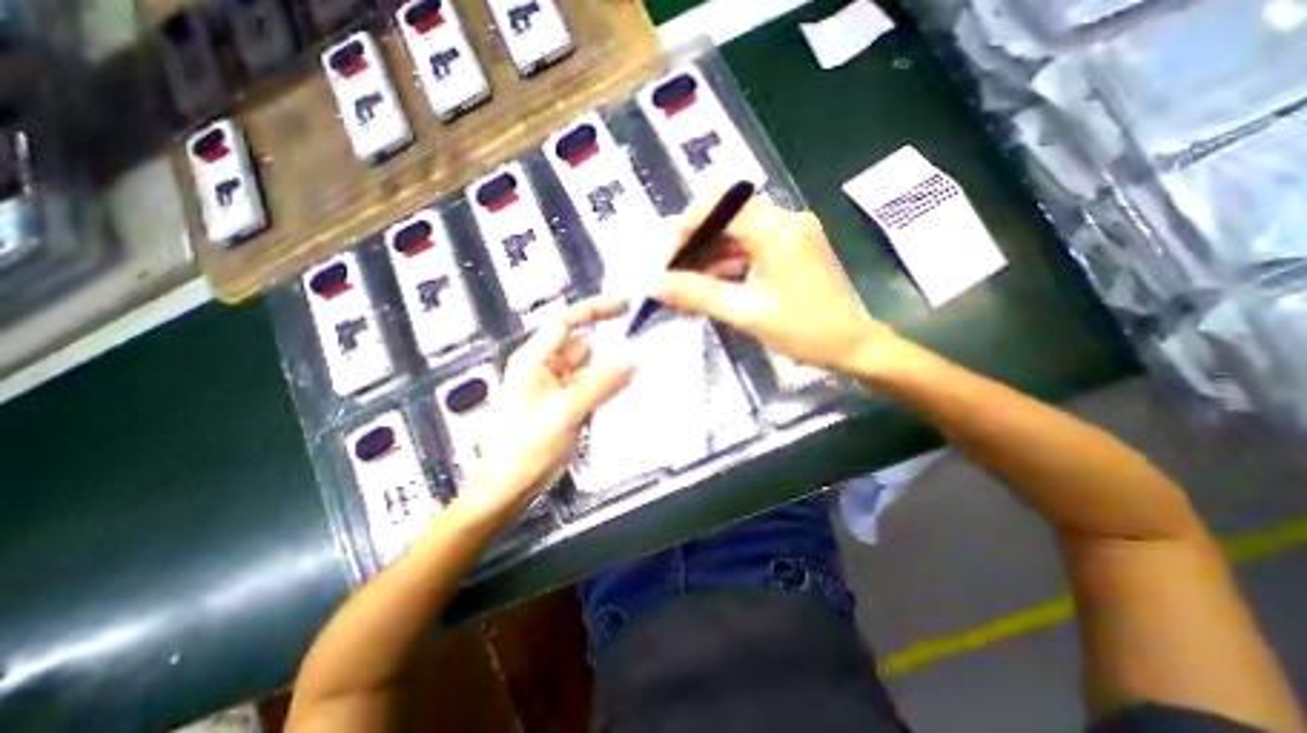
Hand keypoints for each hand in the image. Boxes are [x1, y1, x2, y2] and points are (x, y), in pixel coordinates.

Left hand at [470, 297, 638, 515]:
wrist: (509, 487)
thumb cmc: (524, 447)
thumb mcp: (565, 411)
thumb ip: (600, 384)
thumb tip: (632, 359)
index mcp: (534, 360)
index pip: (567, 322)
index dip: (596, 309)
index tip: (624, 305)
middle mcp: (545, 368)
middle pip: (583, 346)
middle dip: (610, 345)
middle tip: (643, 345)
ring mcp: (557, 388)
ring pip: (590, 368)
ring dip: (611, 369)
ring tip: (640, 369)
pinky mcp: (567, 406)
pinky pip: (591, 388)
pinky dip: (607, 387)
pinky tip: (627, 391)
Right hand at [661, 194, 905, 370]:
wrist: (853, 346)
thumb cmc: (805, 331)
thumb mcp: (747, 313)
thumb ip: (698, 295)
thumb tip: (655, 285)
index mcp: (777, 229)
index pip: (720, 203)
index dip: (688, 225)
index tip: (667, 256)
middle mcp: (785, 221)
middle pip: (726, 219)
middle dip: (694, 247)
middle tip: (671, 277)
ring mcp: (789, 235)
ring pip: (735, 236)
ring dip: (708, 260)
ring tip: (685, 290)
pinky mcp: (790, 250)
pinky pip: (749, 250)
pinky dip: (726, 267)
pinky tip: (710, 289)